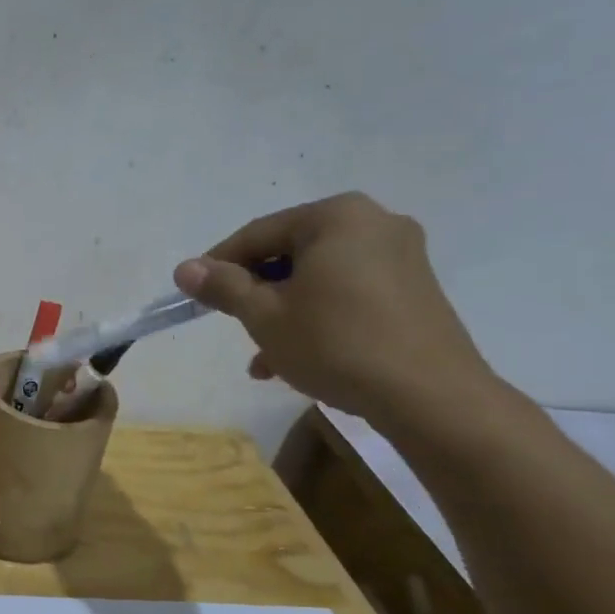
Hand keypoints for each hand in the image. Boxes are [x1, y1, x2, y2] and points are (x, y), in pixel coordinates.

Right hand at [174, 192, 498, 429]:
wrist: (430, 396)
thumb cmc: (336, 344)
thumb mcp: (265, 316)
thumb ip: (223, 287)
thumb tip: (185, 269)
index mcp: (336, 217)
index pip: (259, 234)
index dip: (219, 264)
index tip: (193, 293)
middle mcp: (374, 224)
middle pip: (291, 254)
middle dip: (256, 292)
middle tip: (231, 322)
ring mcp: (401, 257)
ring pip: (318, 278)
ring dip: (283, 311)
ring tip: (260, 355)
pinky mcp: (414, 290)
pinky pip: (348, 294)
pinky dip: (318, 317)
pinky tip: (295, 359)